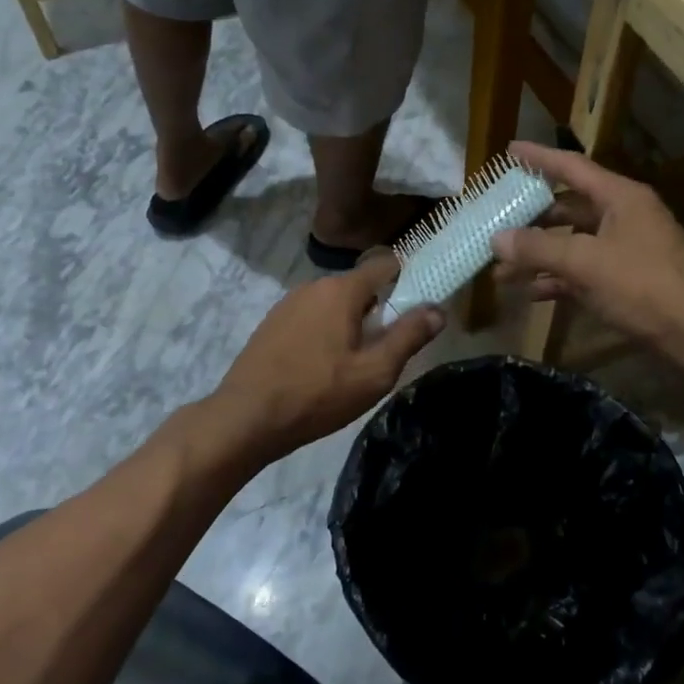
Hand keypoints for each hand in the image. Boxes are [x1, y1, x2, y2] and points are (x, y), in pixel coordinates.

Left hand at [214, 255, 443, 460]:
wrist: (245, 419)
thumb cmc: (317, 395)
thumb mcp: (375, 373)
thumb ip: (409, 336)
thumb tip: (438, 309)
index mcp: (342, 290)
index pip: (386, 264)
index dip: (409, 280)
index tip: (419, 308)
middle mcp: (314, 286)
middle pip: (361, 287)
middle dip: (379, 312)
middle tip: (387, 351)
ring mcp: (288, 304)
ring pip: (335, 305)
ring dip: (351, 325)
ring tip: (353, 366)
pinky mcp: (271, 324)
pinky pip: (312, 318)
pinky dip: (325, 334)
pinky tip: (321, 369)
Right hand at [490, 142, 683, 355]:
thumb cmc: (646, 286)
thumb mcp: (587, 263)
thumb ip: (540, 248)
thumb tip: (497, 238)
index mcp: (620, 197)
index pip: (572, 167)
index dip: (539, 158)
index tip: (509, 150)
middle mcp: (624, 216)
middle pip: (569, 208)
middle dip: (531, 220)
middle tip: (496, 224)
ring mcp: (627, 249)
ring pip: (573, 243)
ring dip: (540, 255)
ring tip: (501, 270)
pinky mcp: (629, 280)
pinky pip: (585, 271)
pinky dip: (559, 279)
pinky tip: (533, 293)